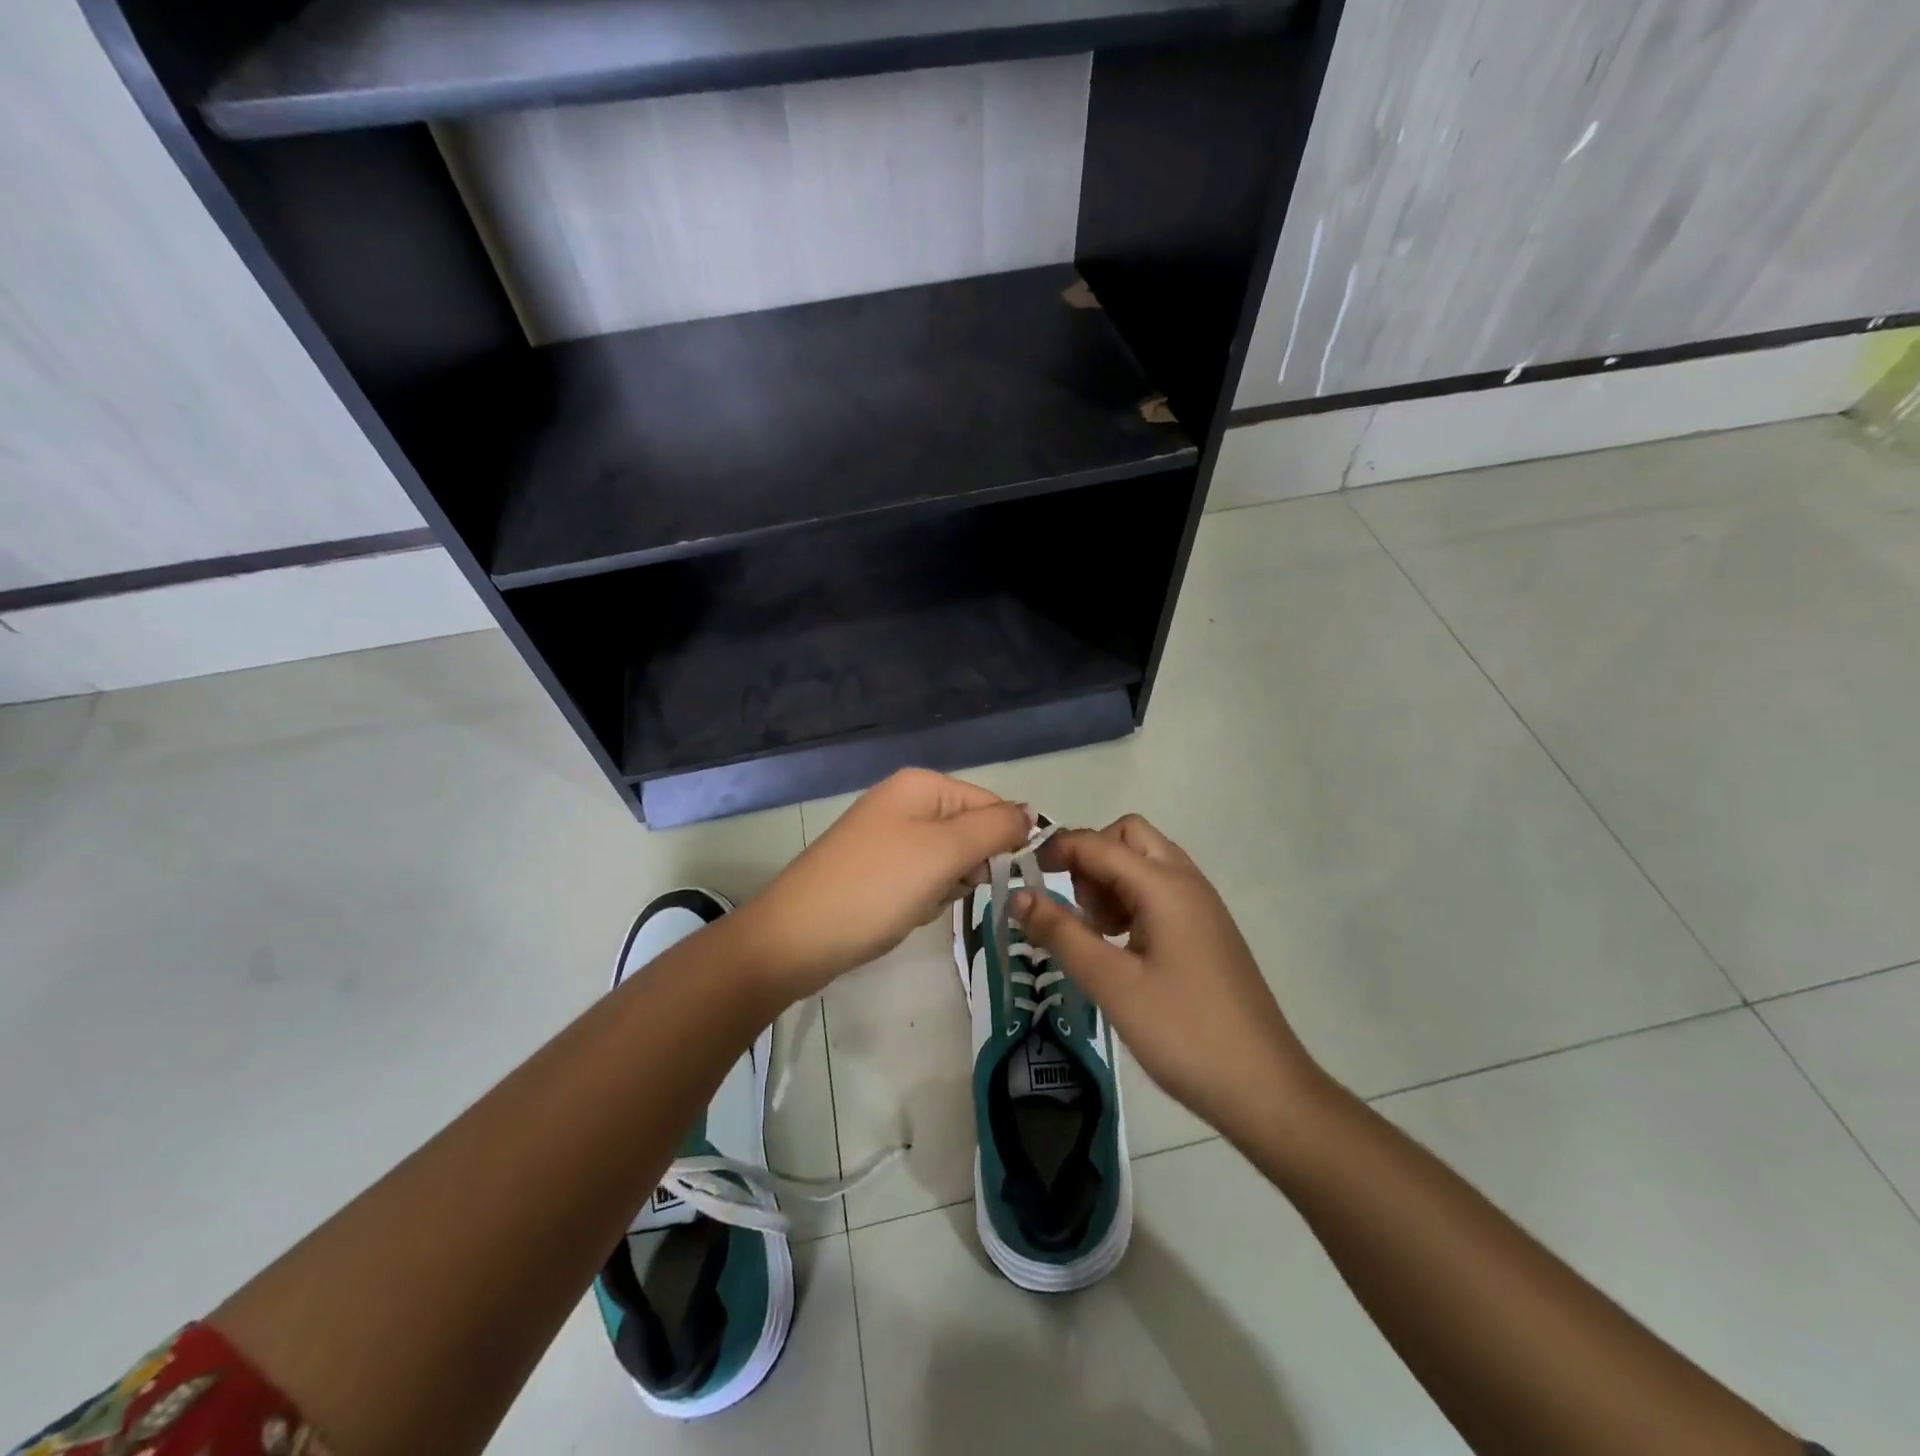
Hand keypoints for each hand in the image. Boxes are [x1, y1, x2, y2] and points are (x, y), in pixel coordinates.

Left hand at [742, 769, 1031, 998]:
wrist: (795, 938)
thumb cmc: (877, 888)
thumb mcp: (944, 852)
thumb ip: (995, 827)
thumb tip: (1031, 811)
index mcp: (921, 785)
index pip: (990, 804)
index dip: (1002, 841)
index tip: (1002, 878)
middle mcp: (903, 802)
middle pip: (968, 832)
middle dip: (968, 867)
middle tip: (945, 889)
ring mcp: (886, 836)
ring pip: (947, 861)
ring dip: (945, 888)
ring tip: (918, 904)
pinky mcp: (874, 869)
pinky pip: (920, 879)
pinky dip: (921, 899)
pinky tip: (901, 915)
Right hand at [1014, 815, 1327, 1144]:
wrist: (1265, 1089)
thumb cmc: (1184, 1033)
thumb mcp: (1112, 984)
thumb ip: (1061, 933)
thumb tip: (1016, 895)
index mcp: (1166, 886)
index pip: (1098, 843)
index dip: (1056, 850)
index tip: (1021, 877)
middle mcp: (1186, 882)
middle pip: (1128, 837)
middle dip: (1091, 858)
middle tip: (1074, 908)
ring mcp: (1200, 907)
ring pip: (1144, 863)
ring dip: (1110, 881)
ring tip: (1096, 935)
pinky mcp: (1205, 931)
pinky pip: (1158, 892)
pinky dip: (1130, 902)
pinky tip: (1121, 949)